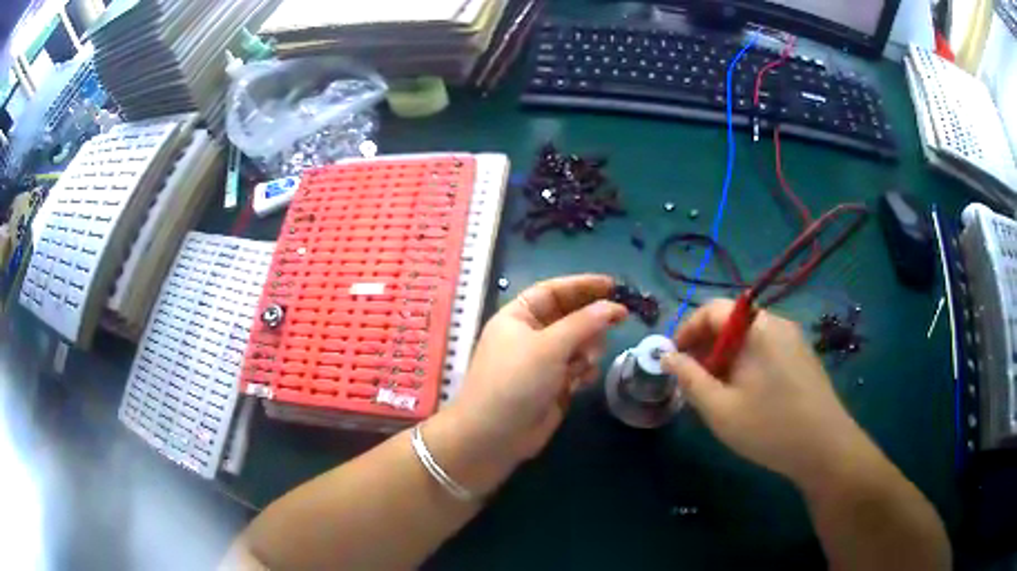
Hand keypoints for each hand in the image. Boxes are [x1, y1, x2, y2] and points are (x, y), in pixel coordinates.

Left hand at [448, 274, 626, 467]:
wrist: (494, 436)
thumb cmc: (516, 381)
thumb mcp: (549, 346)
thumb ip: (584, 323)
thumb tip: (612, 307)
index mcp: (518, 316)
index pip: (554, 291)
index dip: (583, 285)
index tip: (614, 285)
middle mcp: (529, 335)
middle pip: (569, 317)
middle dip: (590, 320)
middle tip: (620, 319)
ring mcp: (541, 362)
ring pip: (577, 343)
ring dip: (587, 348)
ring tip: (587, 360)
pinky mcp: (552, 385)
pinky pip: (576, 368)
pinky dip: (583, 370)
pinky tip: (581, 380)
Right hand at [662, 299, 868, 486]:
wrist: (825, 448)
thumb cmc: (769, 428)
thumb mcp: (720, 409)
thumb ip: (690, 378)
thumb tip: (667, 356)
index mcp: (756, 328)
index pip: (713, 310)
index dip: (687, 329)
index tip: (673, 358)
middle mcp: (777, 324)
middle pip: (732, 322)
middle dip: (705, 346)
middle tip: (691, 379)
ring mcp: (793, 340)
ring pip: (749, 337)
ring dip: (725, 356)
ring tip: (715, 391)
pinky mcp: (802, 357)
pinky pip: (766, 349)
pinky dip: (746, 362)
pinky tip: (745, 394)